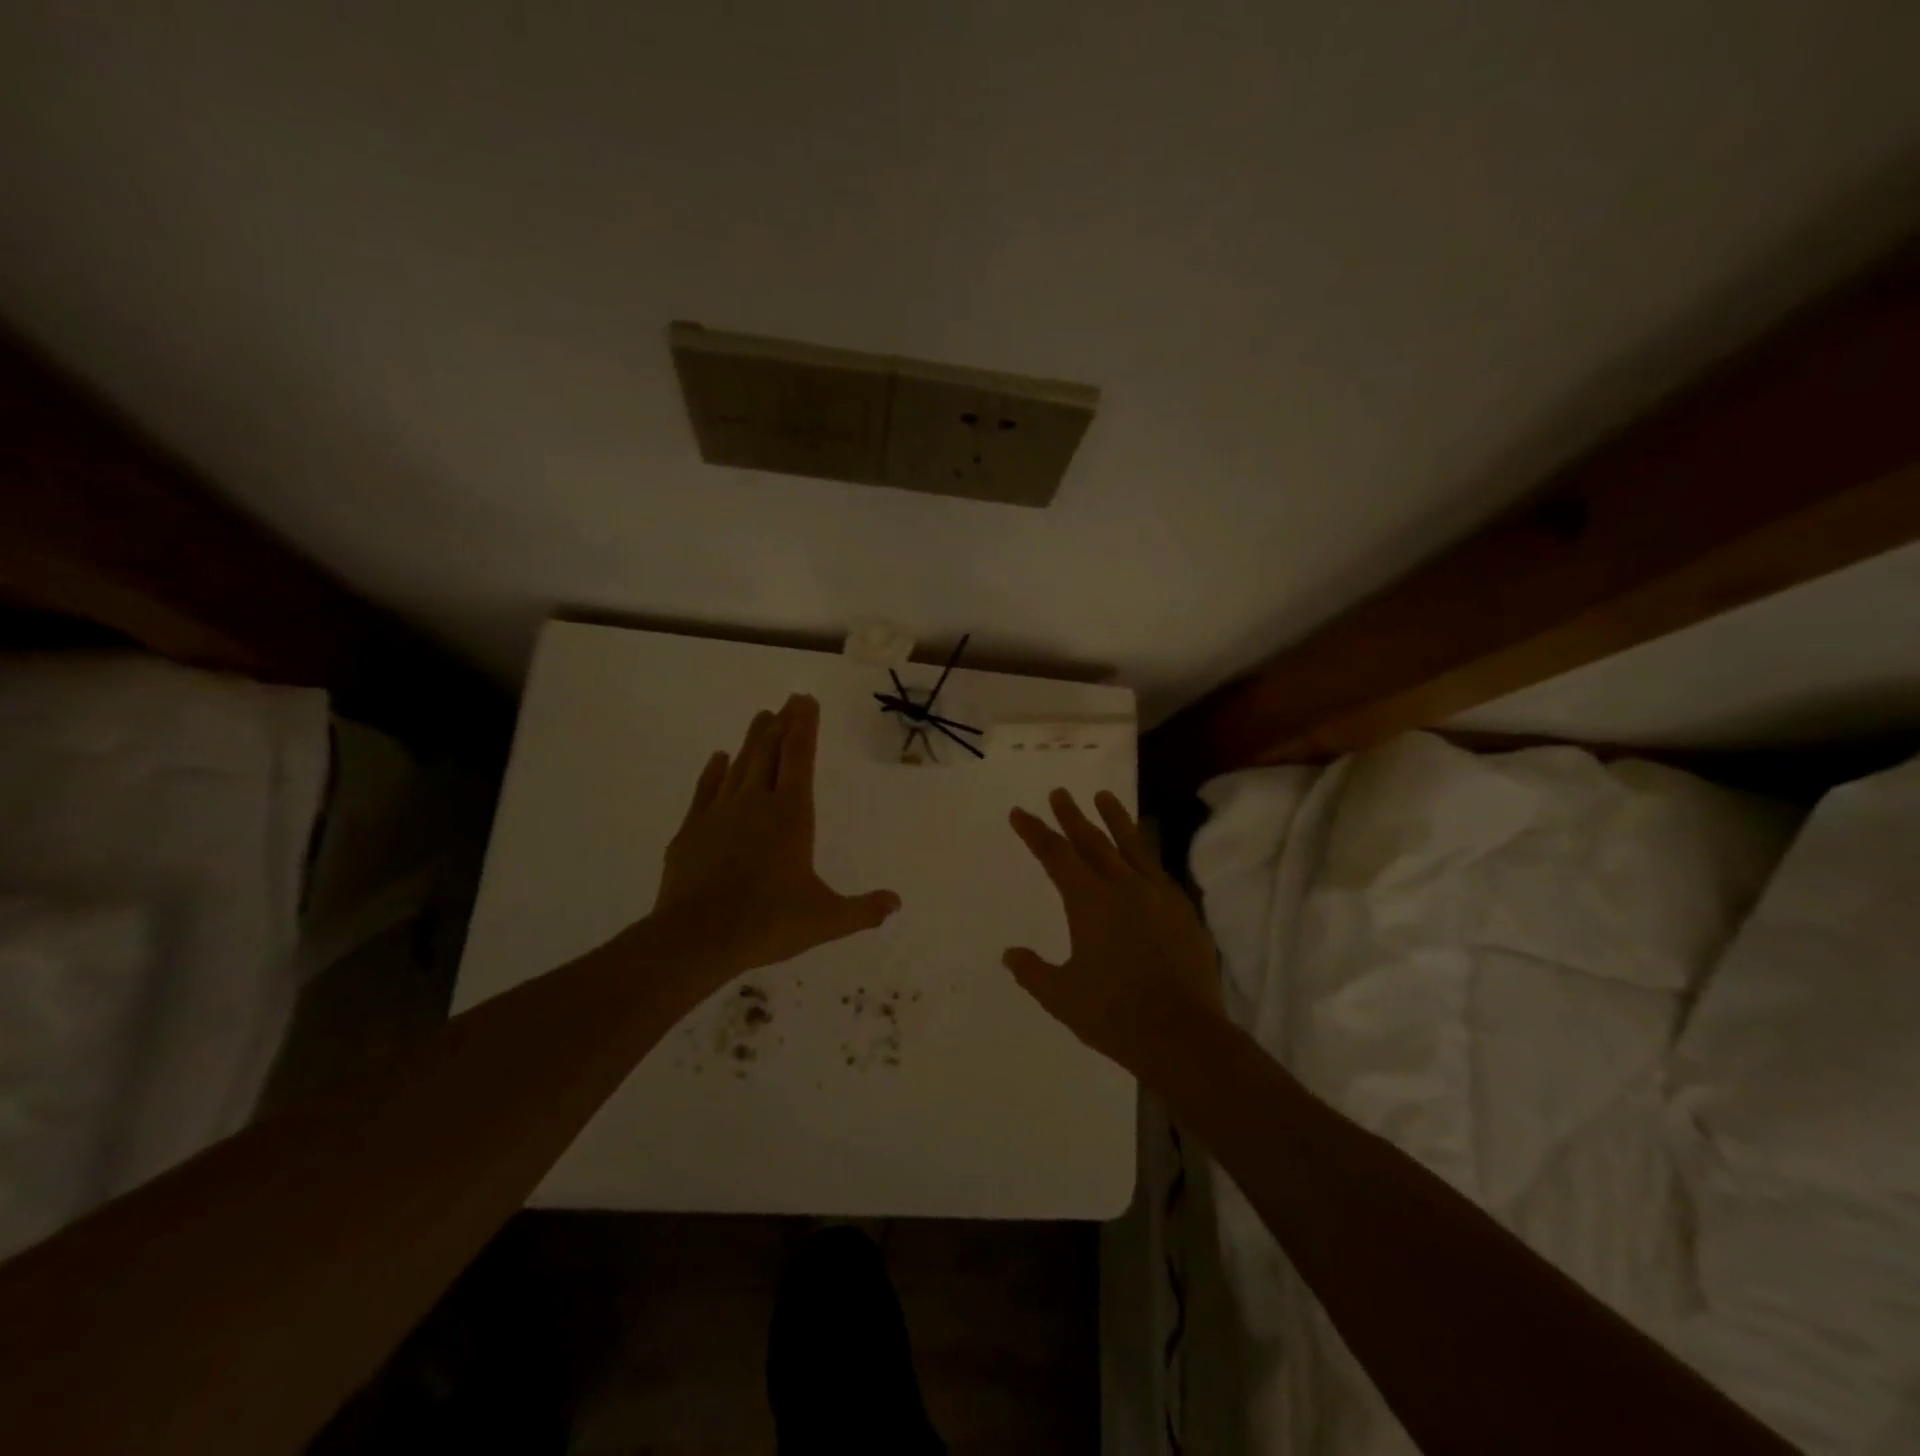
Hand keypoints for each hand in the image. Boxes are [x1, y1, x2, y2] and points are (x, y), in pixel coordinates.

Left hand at [650, 694, 900, 984]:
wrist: (697, 937)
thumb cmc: (768, 922)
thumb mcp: (826, 919)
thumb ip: (863, 910)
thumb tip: (896, 903)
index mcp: (792, 814)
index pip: (800, 757)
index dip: (805, 726)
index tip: (807, 701)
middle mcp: (756, 802)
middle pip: (770, 751)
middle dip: (782, 723)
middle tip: (789, 700)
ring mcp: (720, 812)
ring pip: (739, 764)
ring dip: (752, 739)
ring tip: (762, 717)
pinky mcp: (692, 829)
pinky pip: (706, 789)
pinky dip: (714, 771)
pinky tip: (718, 758)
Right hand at [1004, 789, 1223, 1073]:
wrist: (1183, 1035)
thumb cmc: (1115, 1015)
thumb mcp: (1062, 997)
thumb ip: (1033, 972)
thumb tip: (1010, 954)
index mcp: (1090, 902)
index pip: (1055, 855)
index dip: (1035, 832)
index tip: (1019, 813)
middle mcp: (1124, 887)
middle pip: (1093, 841)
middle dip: (1071, 816)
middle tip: (1059, 793)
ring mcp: (1158, 896)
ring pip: (1131, 846)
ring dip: (1114, 819)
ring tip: (1103, 796)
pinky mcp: (1183, 910)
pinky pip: (1157, 869)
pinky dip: (1143, 853)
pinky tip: (1141, 853)